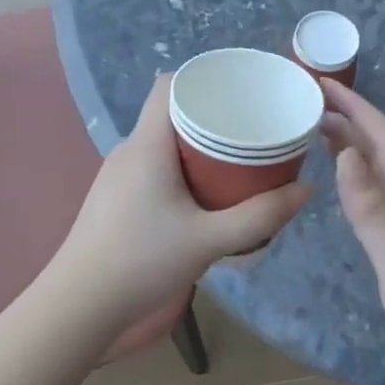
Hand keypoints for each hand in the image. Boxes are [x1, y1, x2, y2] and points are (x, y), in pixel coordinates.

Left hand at [52, 76, 311, 326]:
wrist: (79, 305)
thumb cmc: (142, 261)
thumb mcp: (209, 240)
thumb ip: (259, 216)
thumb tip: (306, 189)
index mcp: (147, 144)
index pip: (169, 84)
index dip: (203, 79)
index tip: (238, 92)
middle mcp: (129, 149)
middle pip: (170, 112)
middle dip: (210, 115)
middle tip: (250, 129)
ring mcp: (117, 174)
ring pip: (161, 142)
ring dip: (195, 145)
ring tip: (234, 159)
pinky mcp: (113, 197)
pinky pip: (152, 165)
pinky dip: (179, 167)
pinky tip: (201, 192)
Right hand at [321, 81, 384, 384]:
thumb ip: (371, 210)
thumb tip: (344, 154)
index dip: (356, 110)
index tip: (323, 84)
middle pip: (384, 155)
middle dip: (351, 124)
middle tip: (310, 106)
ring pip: (383, 178)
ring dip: (354, 152)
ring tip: (321, 137)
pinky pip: (382, 205)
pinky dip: (361, 187)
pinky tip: (351, 193)